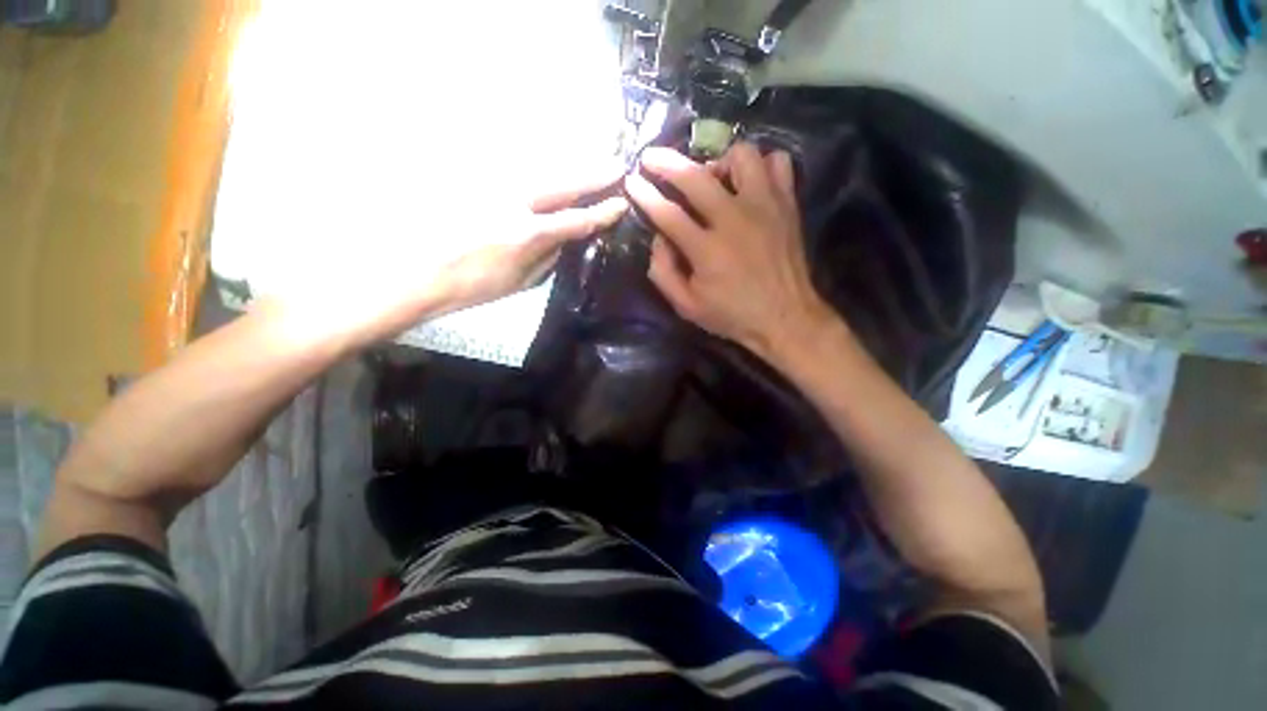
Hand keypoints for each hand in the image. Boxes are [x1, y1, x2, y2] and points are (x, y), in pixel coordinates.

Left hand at [274, 167, 626, 347]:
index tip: (621, 201)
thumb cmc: (472, 287)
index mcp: (528, 234)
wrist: (415, 272)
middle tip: (617, 164)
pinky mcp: (477, 182)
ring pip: (541, 171)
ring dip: (569, 168)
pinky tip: (550, 175)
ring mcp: (494, 187)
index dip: (602, 211)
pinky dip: (540, 173)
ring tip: (591, 165)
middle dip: (593, 174)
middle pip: (563, 182)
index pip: (576, 219)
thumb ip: (548, 258)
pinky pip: (517, 174)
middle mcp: (515, 202)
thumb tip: (566, 239)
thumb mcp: (519, 282)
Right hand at [625, 144, 834, 361]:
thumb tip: (658, 239)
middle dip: (666, 163)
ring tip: (712, 179)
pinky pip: (778, 163)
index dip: (644, 195)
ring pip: (742, 155)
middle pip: (695, 176)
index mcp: (707, 250)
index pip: (667, 213)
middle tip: (651, 158)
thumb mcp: (687, 307)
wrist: (786, 318)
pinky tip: (748, 184)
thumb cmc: (733, 315)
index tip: (631, 181)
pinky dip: (760, 166)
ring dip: (719, 161)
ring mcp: (765, 206)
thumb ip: (664, 274)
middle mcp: (734, 219)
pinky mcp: (787, 204)